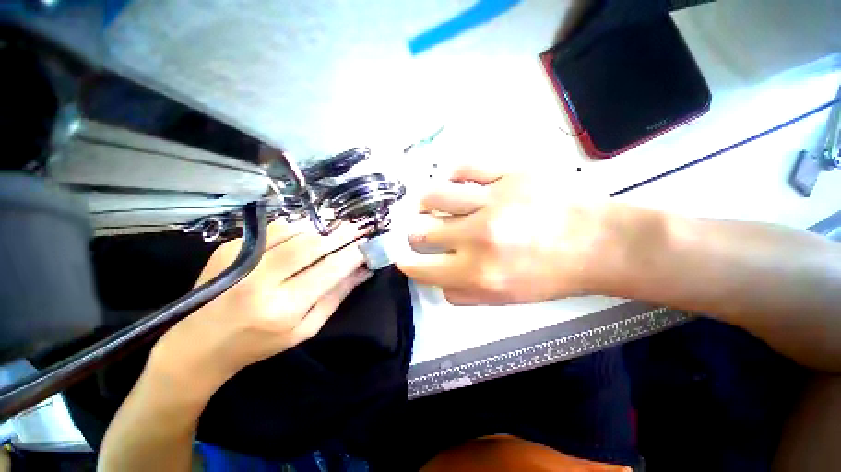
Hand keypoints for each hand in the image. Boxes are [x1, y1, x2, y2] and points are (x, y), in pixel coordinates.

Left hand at [149, 221, 371, 394]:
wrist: (199, 343)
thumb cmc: (260, 342)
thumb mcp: (306, 328)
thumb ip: (336, 296)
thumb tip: (362, 270)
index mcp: (284, 307)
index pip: (331, 269)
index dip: (353, 253)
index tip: (367, 244)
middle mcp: (262, 280)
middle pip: (312, 244)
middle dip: (340, 234)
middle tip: (355, 228)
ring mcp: (242, 260)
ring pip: (294, 231)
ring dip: (319, 229)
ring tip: (332, 232)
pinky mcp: (230, 248)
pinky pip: (275, 230)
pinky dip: (297, 228)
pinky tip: (305, 234)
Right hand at [396, 165, 611, 304]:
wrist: (598, 244)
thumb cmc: (551, 276)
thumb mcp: (505, 299)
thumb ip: (464, 294)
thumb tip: (437, 281)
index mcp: (477, 272)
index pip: (422, 268)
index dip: (407, 264)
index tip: (404, 259)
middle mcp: (478, 236)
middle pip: (422, 230)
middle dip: (413, 233)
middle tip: (417, 231)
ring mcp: (492, 201)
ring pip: (435, 195)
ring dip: (423, 202)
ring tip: (425, 203)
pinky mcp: (508, 174)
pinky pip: (465, 167)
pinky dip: (450, 173)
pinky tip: (450, 180)